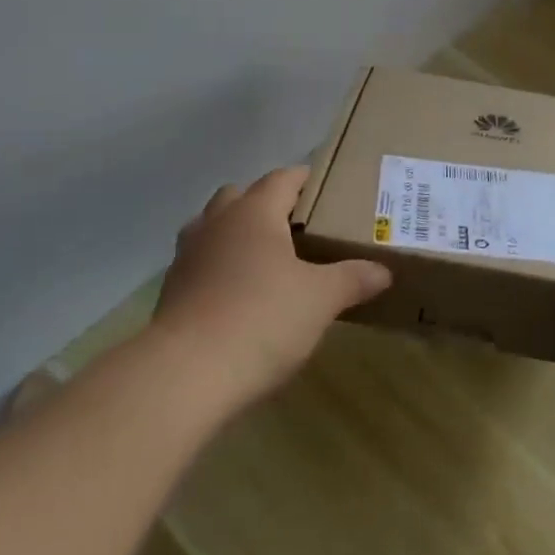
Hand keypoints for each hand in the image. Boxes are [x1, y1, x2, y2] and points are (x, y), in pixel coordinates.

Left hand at [151, 166, 391, 412]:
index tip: (326, 189)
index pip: (282, 179)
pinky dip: (219, 268)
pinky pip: (201, 263)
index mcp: (253, 212)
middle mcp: (216, 223)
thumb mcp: (321, 299)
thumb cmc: (261, 319)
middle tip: (297, 227)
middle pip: (240, 196)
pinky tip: (239, 296)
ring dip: (236, 234)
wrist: (185, 375)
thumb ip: (353, 278)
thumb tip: (383, 271)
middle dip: (266, 204)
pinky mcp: (171, 292)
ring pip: (213, 228)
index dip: (304, 179)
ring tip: (266, 260)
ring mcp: (187, 257)